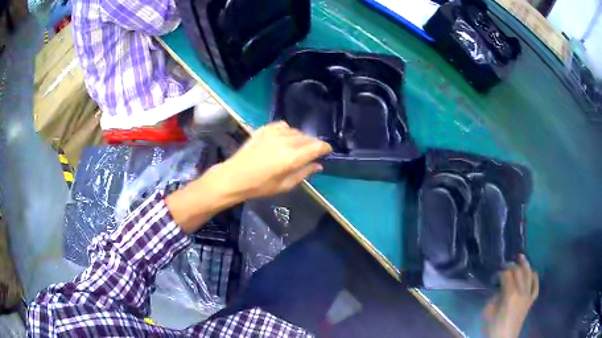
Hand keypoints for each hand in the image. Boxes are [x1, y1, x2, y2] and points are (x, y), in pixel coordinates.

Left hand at [216, 121, 332, 198]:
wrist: (234, 177)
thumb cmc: (260, 186)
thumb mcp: (284, 185)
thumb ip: (304, 173)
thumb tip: (319, 165)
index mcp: (292, 157)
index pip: (317, 146)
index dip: (325, 147)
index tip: (327, 151)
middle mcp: (285, 141)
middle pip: (308, 137)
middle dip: (313, 144)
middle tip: (312, 153)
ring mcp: (274, 133)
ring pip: (296, 131)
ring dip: (300, 138)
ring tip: (297, 147)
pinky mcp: (264, 129)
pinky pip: (283, 125)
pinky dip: (288, 131)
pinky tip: (284, 138)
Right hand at [484, 255, 538, 337]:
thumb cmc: (493, 328)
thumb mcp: (487, 312)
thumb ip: (494, 297)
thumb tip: (499, 288)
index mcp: (509, 295)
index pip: (507, 275)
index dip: (500, 272)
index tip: (495, 275)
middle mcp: (521, 291)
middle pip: (519, 271)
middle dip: (512, 265)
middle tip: (505, 264)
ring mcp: (528, 295)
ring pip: (529, 274)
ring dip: (525, 264)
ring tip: (520, 257)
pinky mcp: (531, 301)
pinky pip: (536, 285)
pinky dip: (535, 277)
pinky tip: (532, 272)